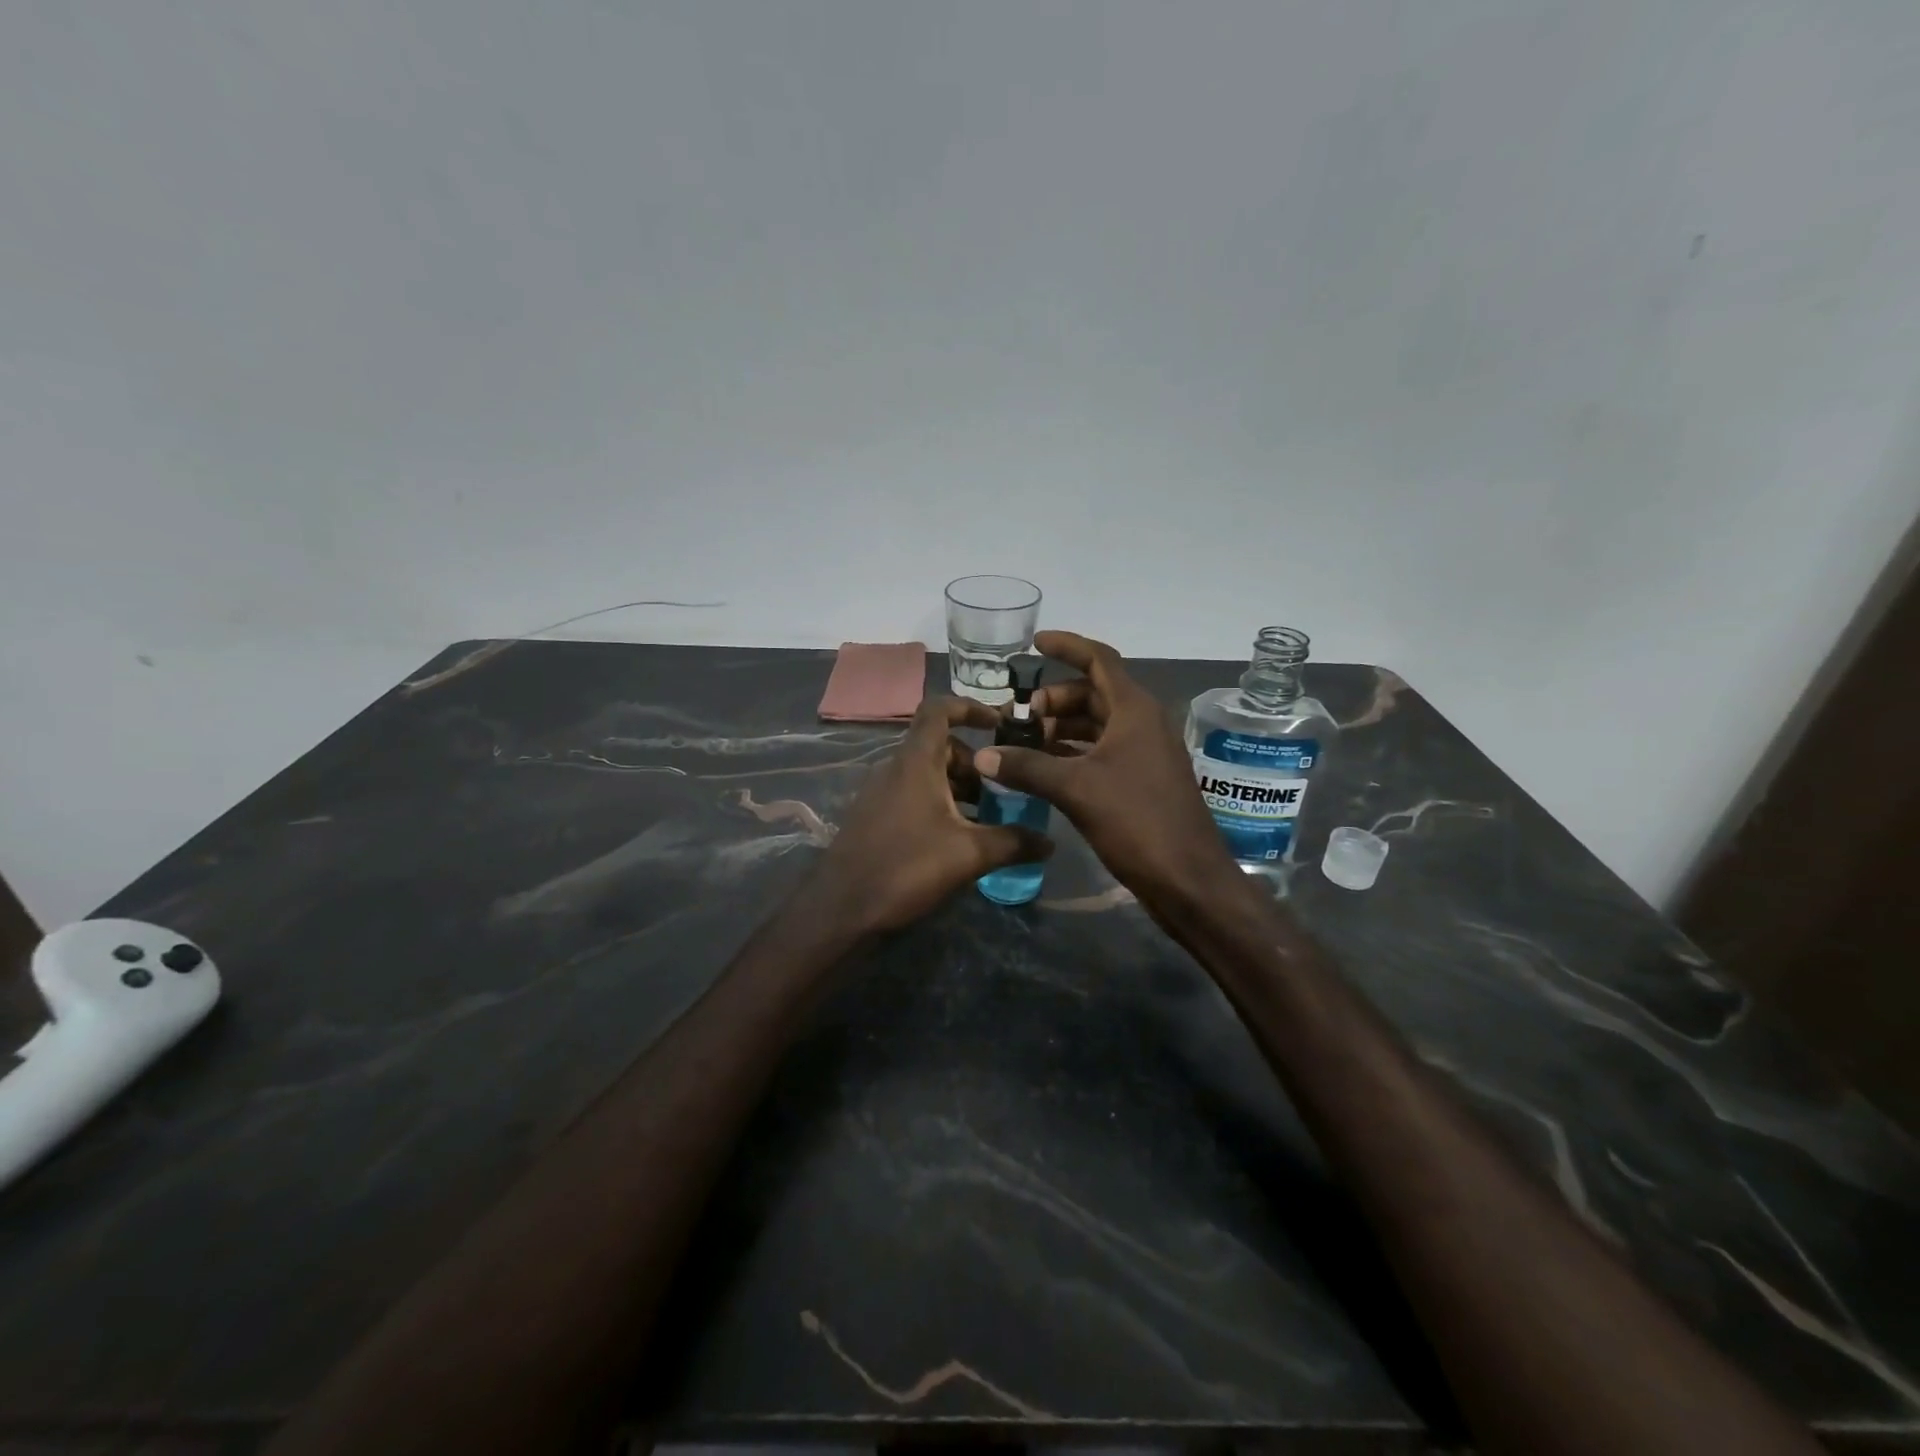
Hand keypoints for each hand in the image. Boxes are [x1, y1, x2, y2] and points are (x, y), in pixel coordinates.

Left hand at [813, 695, 1052, 933]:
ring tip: (986, 819)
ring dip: (958, 787)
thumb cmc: (906, 868)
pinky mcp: (873, 816)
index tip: (1000, 723)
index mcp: (915, 762)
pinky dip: (939, 803)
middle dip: (975, 763)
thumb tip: (1050, 842)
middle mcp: (894, 768)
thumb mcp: (968, 855)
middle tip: (1002, 791)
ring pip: (927, 774)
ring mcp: (880, 793)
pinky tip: (956, 839)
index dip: (970, 707)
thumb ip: (1013, 843)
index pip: (939, 710)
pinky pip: (912, 794)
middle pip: (939, 746)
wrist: (841, 909)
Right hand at [973, 631, 1239, 913]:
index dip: (1067, 646)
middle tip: (1021, 716)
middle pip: (1094, 693)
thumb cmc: (1137, 822)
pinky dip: (1072, 753)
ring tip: (1025, 741)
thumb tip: (983, 757)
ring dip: (1062, 727)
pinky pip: (1101, 751)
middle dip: (1055, 699)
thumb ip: (1027, 767)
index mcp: (1134, 710)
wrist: (1187, 879)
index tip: (1034, 644)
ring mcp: (1144, 753)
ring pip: (1097, 724)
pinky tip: (1044, 767)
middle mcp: (1142, 723)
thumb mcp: (1076, 790)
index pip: (1099, 659)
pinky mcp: (1140, 780)